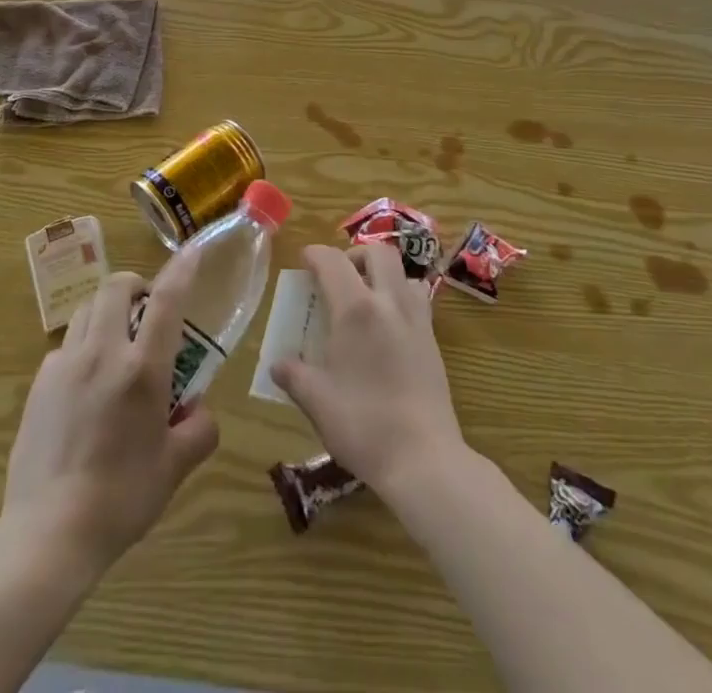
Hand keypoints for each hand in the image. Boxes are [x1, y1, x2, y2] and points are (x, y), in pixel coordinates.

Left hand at [1, 249, 219, 568]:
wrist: (47, 534)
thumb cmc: (121, 499)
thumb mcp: (175, 469)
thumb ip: (198, 431)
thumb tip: (198, 411)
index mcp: (142, 370)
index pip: (166, 301)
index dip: (182, 270)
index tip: (192, 250)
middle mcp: (103, 353)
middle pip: (116, 287)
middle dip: (135, 285)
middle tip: (147, 309)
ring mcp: (65, 364)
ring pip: (88, 310)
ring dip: (108, 312)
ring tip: (117, 343)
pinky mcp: (40, 383)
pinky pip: (66, 345)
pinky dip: (83, 347)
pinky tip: (86, 384)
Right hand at [271, 243, 466, 500]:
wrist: (424, 459)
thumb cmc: (363, 424)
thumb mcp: (316, 401)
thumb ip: (294, 375)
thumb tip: (278, 365)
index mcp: (355, 309)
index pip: (332, 261)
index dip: (315, 254)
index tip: (304, 261)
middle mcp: (389, 303)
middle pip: (378, 252)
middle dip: (355, 255)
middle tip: (338, 277)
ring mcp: (417, 320)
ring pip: (403, 273)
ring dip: (383, 274)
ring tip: (366, 299)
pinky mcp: (433, 342)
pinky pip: (417, 300)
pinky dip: (400, 298)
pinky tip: (387, 328)